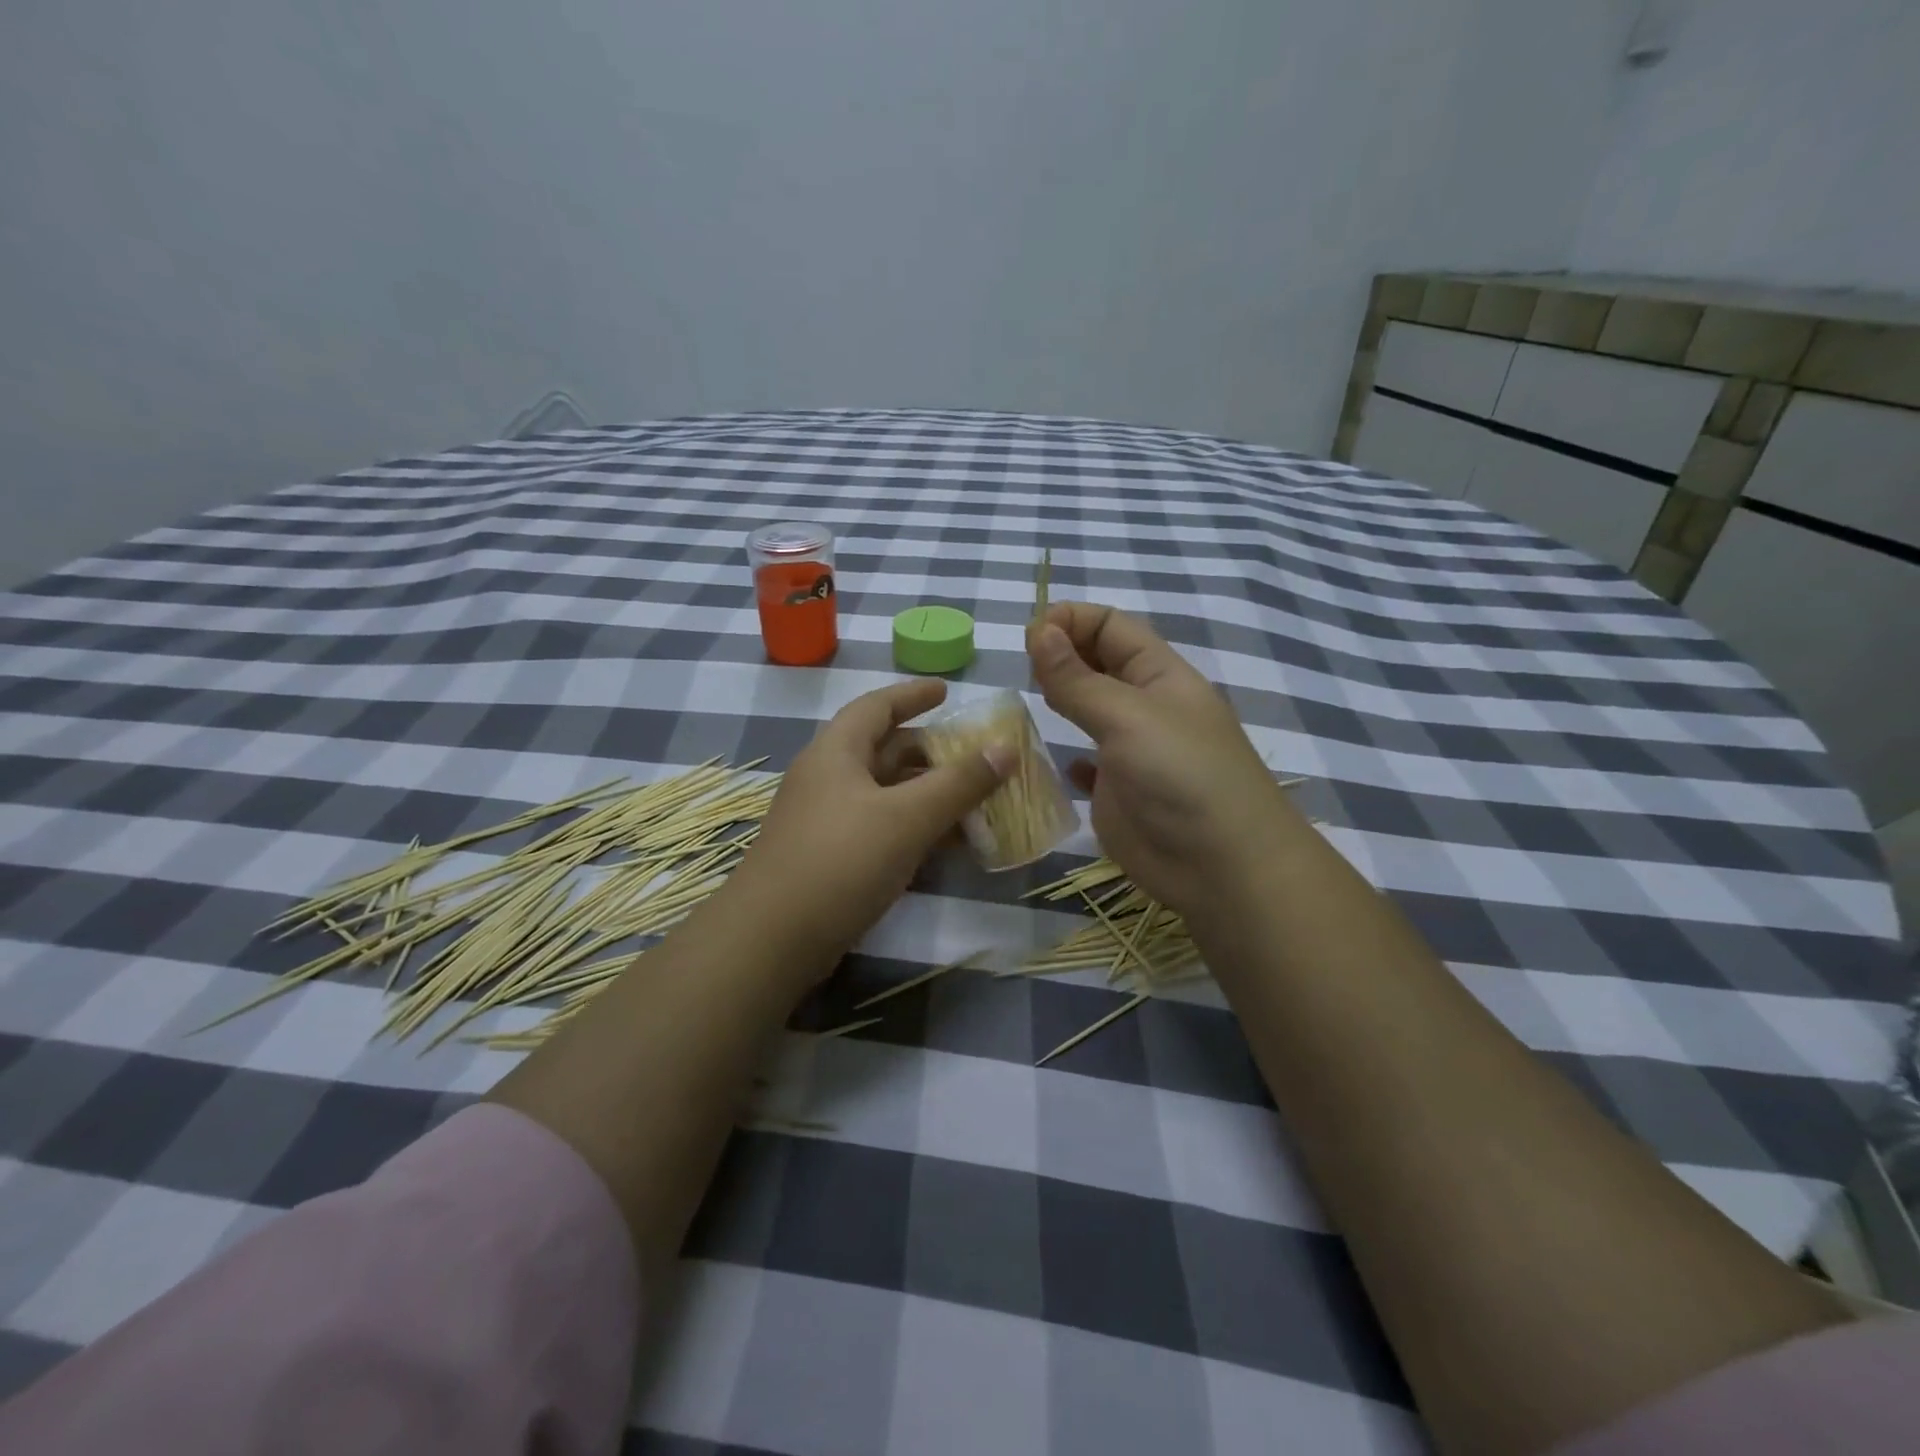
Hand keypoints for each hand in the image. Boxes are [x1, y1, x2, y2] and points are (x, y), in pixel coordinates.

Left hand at [724, 679, 1009, 965]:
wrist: (773, 940)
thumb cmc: (840, 861)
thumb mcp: (907, 817)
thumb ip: (959, 783)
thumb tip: (1005, 749)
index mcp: (836, 753)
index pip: (877, 706)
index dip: (913, 694)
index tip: (947, 691)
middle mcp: (828, 779)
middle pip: (884, 750)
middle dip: (930, 751)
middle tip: (973, 755)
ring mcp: (827, 820)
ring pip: (886, 794)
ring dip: (927, 794)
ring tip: (973, 801)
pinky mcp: (831, 858)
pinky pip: (881, 828)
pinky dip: (914, 828)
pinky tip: (947, 846)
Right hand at [1026, 602, 1304, 924]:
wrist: (1220, 866)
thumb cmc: (1180, 776)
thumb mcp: (1127, 717)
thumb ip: (1078, 678)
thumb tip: (1038, 630)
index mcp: (1159, 674)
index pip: (1112, 626)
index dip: (1071, 621)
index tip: (1030, 635)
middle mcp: (1145, 705)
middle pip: (1099, 662)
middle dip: (1061, 654)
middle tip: (1023, 667)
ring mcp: (1132, 750)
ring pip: (1089, 709)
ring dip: (1060, 698)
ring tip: (1028, 700)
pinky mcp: (1118, 791)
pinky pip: (1087, 763)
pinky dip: (1067, 757)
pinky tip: (1053, 761)